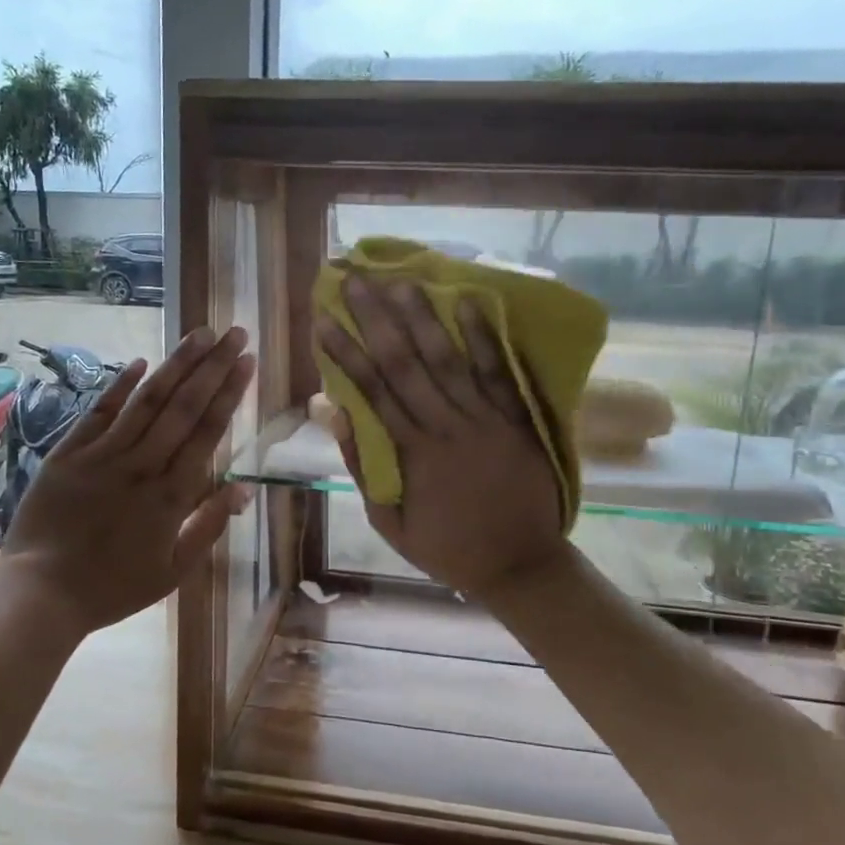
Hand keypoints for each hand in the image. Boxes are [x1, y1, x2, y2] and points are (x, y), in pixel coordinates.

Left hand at [0, 327, 255, 633]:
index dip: (229, 393)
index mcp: (172, 495)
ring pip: (146, 401)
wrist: (42, 594)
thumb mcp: (174, 570)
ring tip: (199, 333)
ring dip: (176, 364)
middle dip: (212, 366)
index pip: (208, 432)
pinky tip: (141, 361)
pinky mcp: (68, 454)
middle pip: (183, 407)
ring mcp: (102, 456)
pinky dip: (120, 385)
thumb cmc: (114, 587)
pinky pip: (98, 413)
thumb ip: (209, 526)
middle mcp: (142, 466)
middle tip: (234, 332)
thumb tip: (244, 489)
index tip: (247, 361)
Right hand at [317, 277, 567, 598]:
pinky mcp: (518, 418)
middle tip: (355, 280)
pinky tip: (469, 302)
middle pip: (405, 363)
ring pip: (449, 359)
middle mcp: (447, 425)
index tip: (324, 320)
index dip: (346, 352)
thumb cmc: (448, 547)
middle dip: (376, 318)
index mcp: (414, 452)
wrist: (520, 565)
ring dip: (423, 317)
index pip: (372, 390)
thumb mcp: (391, 522)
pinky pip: (499, 372)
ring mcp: (486, 418)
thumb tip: (337, 415)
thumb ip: (364, 467)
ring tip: (401, 279)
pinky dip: (484, 337)